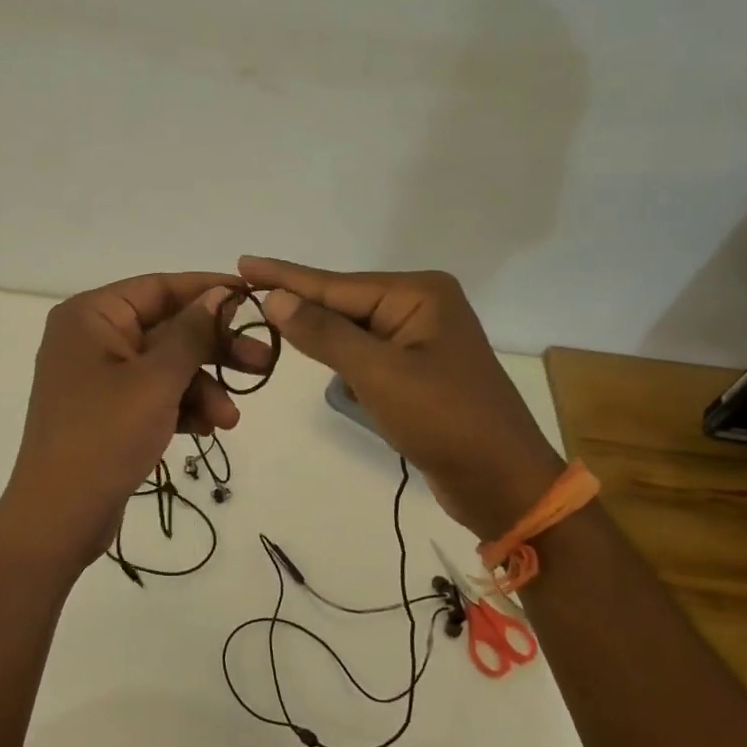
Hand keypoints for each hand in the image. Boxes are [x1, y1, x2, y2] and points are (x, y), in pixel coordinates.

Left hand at [0, 273, 268, 567]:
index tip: (253, 297)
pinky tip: (206, 429)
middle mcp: (92, 338)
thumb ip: (192, 333)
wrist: (59, 517)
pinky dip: (181, 407)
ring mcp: (98, 377)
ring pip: (165, 366)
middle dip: (214, 349)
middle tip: (262, 361)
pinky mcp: (107, 411)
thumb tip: (218, 294)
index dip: (208, 290)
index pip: (159, 287)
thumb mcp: (156, 380)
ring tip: (230, 419)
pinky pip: (153, 395)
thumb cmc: (105, 436)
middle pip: (167, 328)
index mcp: (91, 316)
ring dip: (202, 388)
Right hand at [239, 257, 562, 535]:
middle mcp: (421, 306)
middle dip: (299, 306)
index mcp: (419, 294)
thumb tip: (275, 297)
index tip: (242, 262)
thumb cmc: (444, 420)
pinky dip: (340, 359)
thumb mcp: (378, 374)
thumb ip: (324, 333)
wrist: (504, 484)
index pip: (336, 284)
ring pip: (352, 330)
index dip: (285, 276)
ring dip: (318, 336)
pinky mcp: (417, 370)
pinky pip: (366, 354)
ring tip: (270, 322)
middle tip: (244, 295)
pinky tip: (314, 356)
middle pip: (343, 303)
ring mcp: (421, 339)